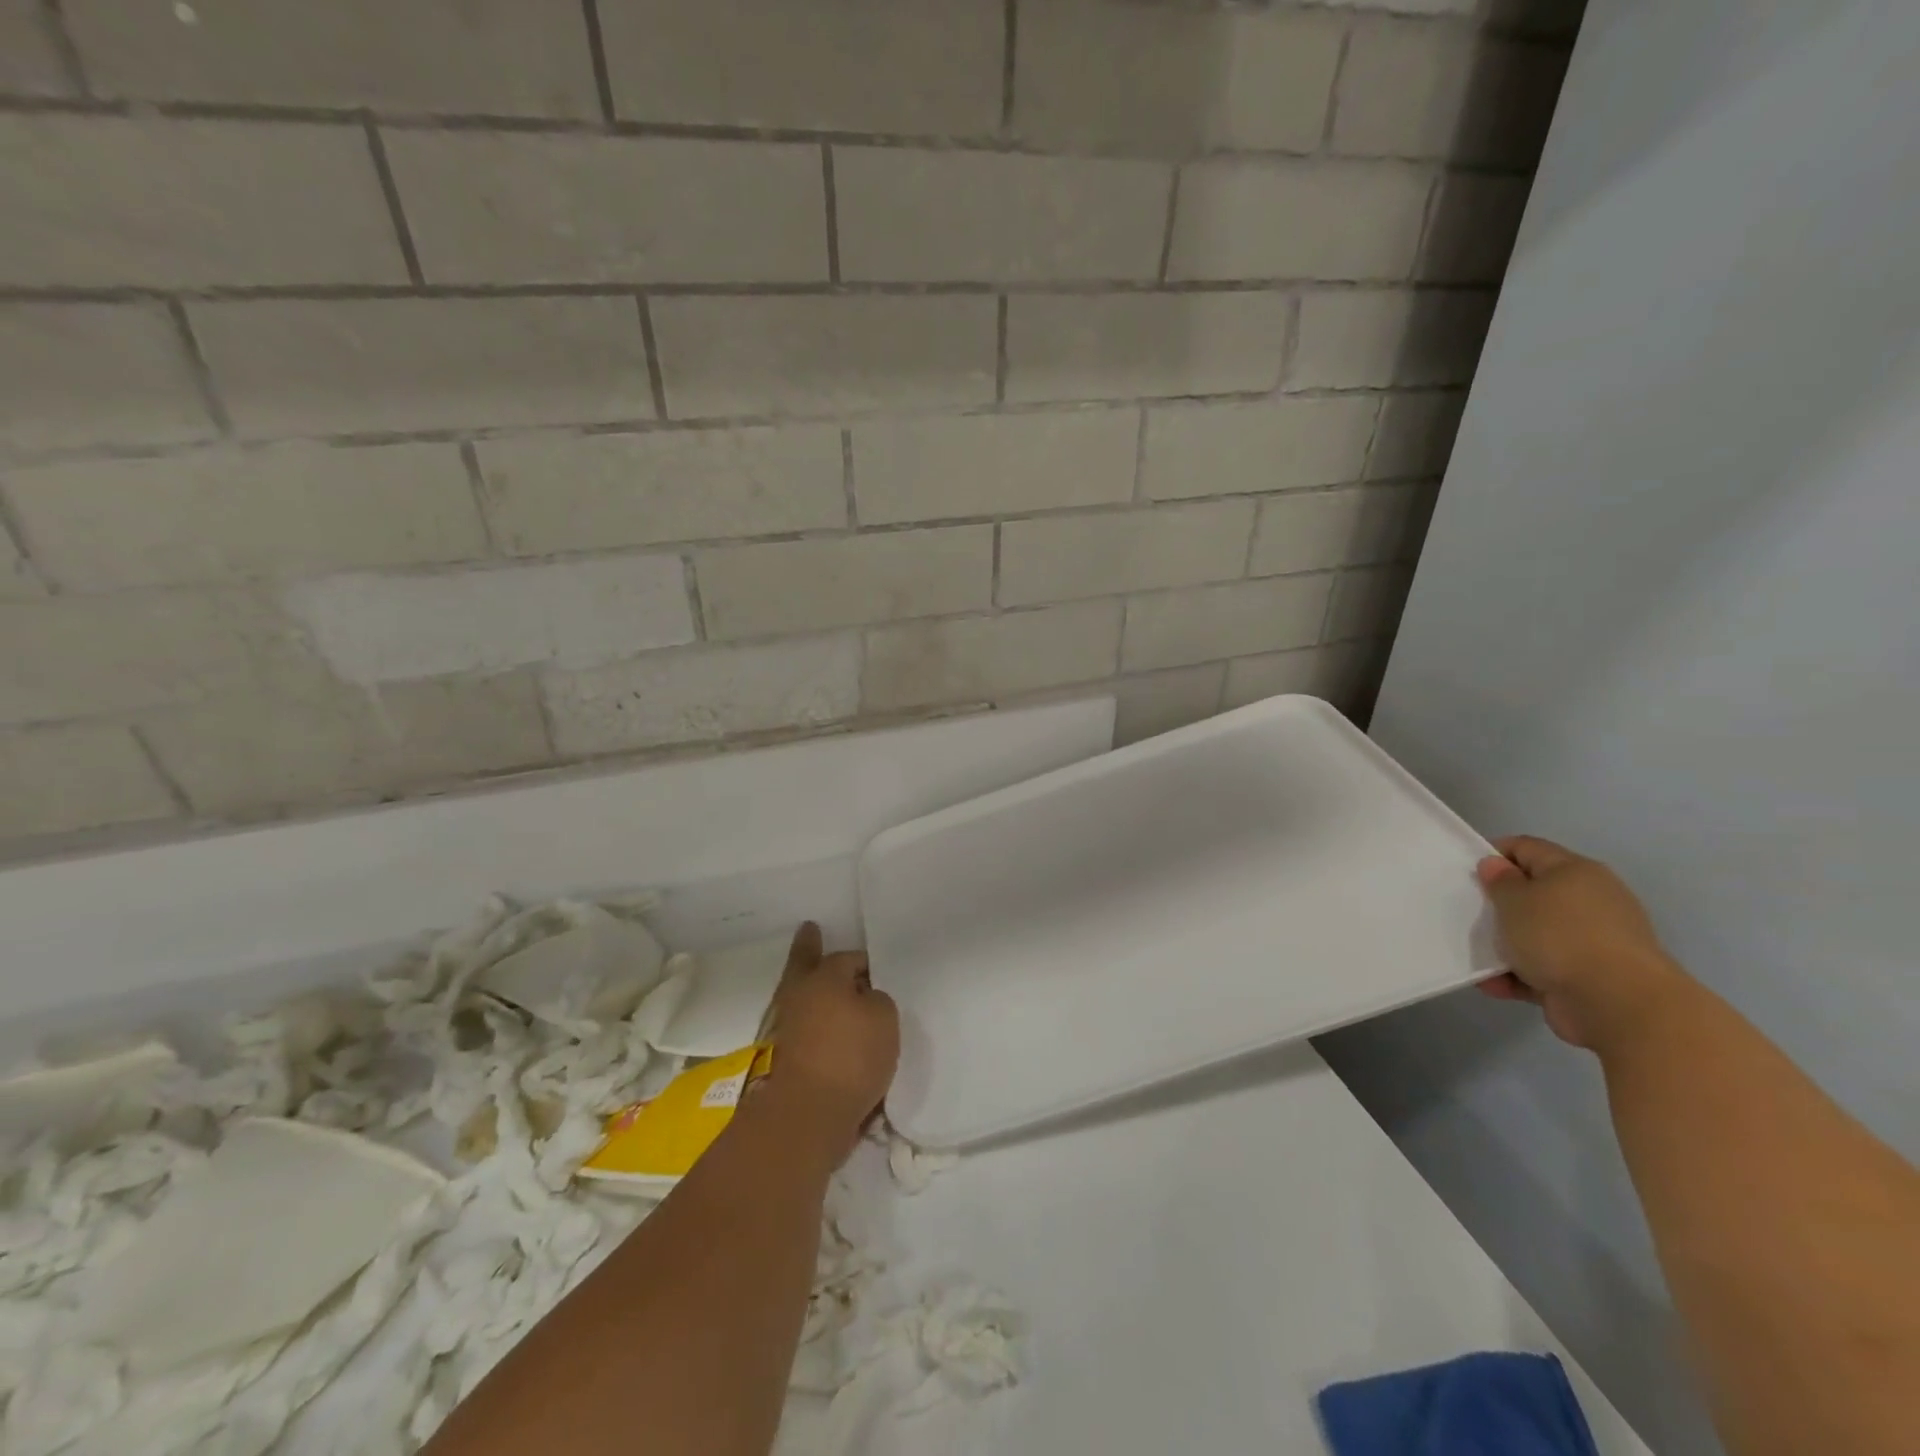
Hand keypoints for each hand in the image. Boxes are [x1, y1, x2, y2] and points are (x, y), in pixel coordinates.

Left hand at [759, 922, 898, 1163]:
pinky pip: (801, 1029)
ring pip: (800, 997)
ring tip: (826, 987)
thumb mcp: (885, 1018)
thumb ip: (877, 1001)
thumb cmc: (850, 1056)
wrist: (807, 1114)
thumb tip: (863, 1001)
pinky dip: (812, 1025)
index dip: (865, 962)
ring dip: (810, 990)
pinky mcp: (783, 1059)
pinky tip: (827, 1029)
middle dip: (808, 947)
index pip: (849, 958)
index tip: (876, 970)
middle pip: (804, 964)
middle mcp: (800, 996)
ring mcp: (786, 1028)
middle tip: (809, 929)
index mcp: (824, 977)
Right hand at [1475, 836, 1687, 1049]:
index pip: (1528, 848)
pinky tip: (1494, 985)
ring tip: (1476, 956)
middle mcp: (1589, 901)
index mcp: (1576, 872)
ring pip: (1536, 934)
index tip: (1467, 873)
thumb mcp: (1515, 900)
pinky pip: (1544, 969)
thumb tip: (1497, 866)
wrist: (1619, 1005)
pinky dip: (1519, 975)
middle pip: (1533, 893)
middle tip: (1469, 914)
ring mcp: (1592, 942)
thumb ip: (1500, 881)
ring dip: (1506, 945)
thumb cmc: (1560, 937)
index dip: (1494, 854)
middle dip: (1499, 905)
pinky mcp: (1589, 977)